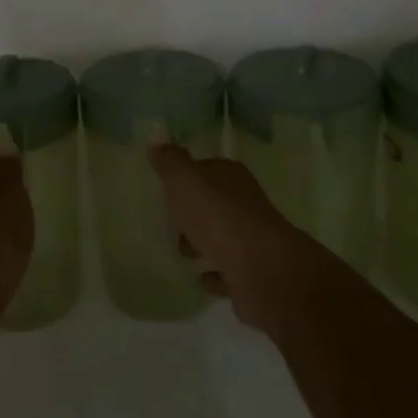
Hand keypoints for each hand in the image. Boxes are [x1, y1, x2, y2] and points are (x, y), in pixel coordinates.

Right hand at [149, 146, 316, 332]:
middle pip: (216, 203)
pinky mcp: (253, 274)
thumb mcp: (186, 181)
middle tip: (171, 219)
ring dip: (204, 242)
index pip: (209, 168)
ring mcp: (252, 240)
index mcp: (232, 177)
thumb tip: (156, 140)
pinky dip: (216, 272)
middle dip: (196, 210)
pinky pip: (228, 271)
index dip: (189, 175)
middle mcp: (246, 204)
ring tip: (181, 251)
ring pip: (223, 236)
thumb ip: (170, 162)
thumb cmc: (219, 216)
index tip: (169, 185)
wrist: (261, 269)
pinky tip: (201, 277)